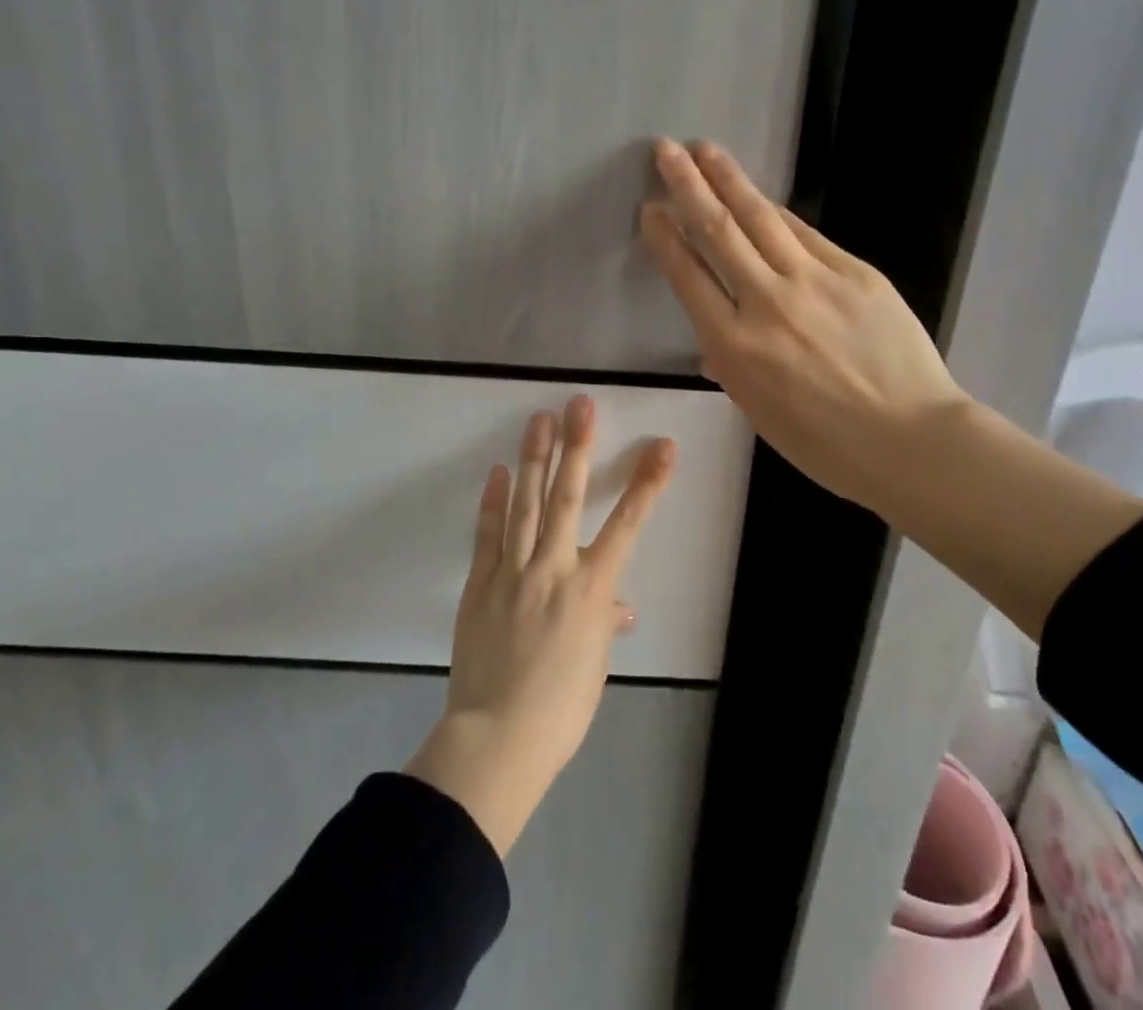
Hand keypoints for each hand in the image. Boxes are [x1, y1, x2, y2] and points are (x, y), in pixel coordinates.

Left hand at [406, 396, 675, 855]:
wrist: (497, 738)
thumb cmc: (561, 707)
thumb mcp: (594, 665)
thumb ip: (604, 623)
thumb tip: (618, 609)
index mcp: (591, 590)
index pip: (627, 525)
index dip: (647, 483)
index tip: (662, 446)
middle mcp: (553, 569)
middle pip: (566, 497)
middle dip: (577, 447)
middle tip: (580, 405)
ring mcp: (513, 572)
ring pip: (525, 504)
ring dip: (534, 458)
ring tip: (539, 419)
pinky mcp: (481, 583)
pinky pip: (488, 534)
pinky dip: (494, 501)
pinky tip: (499, 471)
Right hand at [639, 137, 967, 522]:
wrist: (910, 439)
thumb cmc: (826, 443)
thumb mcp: (759, 412)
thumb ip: (730, 367)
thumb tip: (715, 344)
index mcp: (735, 348)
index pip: (688, 277)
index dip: (665, 238)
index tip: (650, 210)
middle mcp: (767, 303)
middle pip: (719, 232)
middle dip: (687, 186)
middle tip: (665, 151)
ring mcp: (814, 281)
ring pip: (762, 218)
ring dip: (729, 180)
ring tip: (705, 151)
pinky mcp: (855, 272)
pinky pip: (806, 235)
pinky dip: (778, 212)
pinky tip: (761, 196)